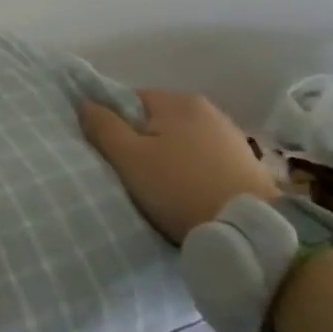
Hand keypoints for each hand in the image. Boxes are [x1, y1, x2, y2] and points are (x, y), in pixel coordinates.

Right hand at [79, 89, 277, 244]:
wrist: (249, 231)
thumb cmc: (179, 187)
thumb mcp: (128, 158)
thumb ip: (102, 126)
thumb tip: (84, 101)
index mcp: (177, 101)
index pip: (130, 100)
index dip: (115, 124)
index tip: (112, 154)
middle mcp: (207, 109)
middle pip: (156, 121)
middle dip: (142, 143)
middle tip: (132, 174)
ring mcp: (230, 136)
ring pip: (181, 141)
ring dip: (168, 158)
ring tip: (160, 188)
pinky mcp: (246, 163)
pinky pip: (203, 159)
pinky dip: (191, 171)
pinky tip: (188, 193)